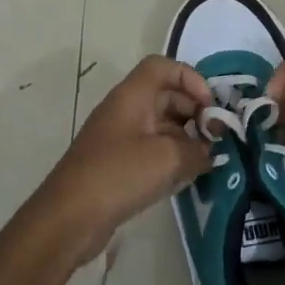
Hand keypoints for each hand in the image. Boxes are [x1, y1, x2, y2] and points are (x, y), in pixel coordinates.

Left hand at [27, 56, 214, 264]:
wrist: (69, 218)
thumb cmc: (118, 175)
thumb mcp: (168, 158)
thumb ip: (197, 150)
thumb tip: (208, 152)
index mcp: (132, 96)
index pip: (163, 67)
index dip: (190, 78)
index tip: (209, 107)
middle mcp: (124, 110)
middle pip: (166, 96)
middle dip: (194, 112)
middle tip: (216, 139)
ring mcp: (119, 138)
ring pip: (160, 125)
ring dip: (186, 138)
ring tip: (206, 160)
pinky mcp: (117, 164)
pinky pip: (151, 150)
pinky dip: (171, 157)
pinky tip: (186, 177)